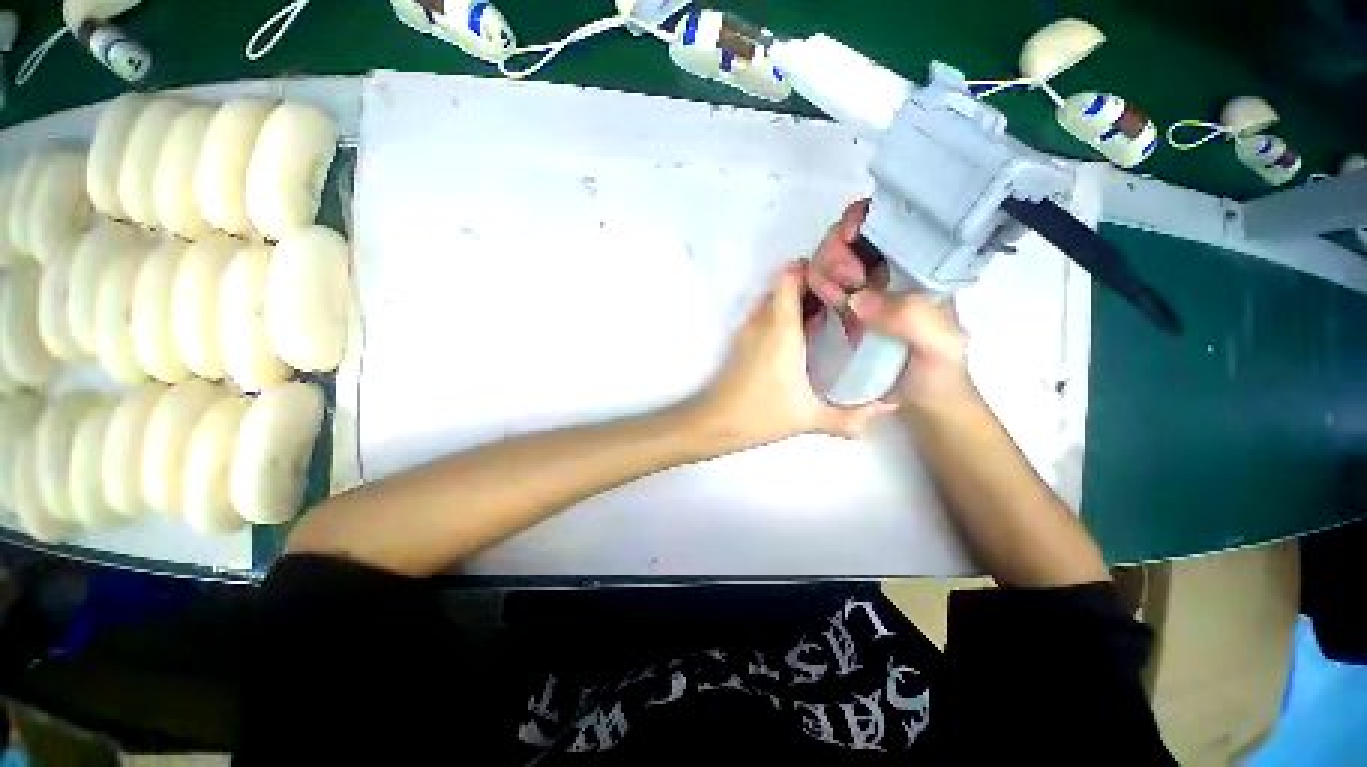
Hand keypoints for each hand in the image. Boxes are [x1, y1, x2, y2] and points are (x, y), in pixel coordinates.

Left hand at [695, 261, 895, 451]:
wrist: (716, 423)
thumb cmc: (762, 415)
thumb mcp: (811, 418)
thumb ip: (852, 418)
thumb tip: (889, 408)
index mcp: (781, 328)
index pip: (792, 275)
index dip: (816, 268)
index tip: (843, 277)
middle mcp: (763, 321)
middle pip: (785, 283)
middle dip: (813, 283)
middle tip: (843, 297)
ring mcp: (748, 329)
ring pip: (774, 297)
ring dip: (797, 298)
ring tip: (826, 313)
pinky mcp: (741, 340)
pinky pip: (764, 313)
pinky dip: (783, 312)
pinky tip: (802, 335)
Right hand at [807, 199, 972, 406]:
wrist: (921, 404)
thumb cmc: (939, 373)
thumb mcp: (940, 344)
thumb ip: (912, 318)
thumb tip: (858, 298)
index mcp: (918, 266)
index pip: (888, 220)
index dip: (862, 219)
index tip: (850, 241)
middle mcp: (889, 271)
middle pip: (849, 236)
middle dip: (836, 253)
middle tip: (845, 284)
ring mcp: (864, 290)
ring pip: (829, 259)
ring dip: (823, 273)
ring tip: (836, 301)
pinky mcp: (845, 309)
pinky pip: (820, 286)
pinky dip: (815, 288)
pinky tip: (826, 305)